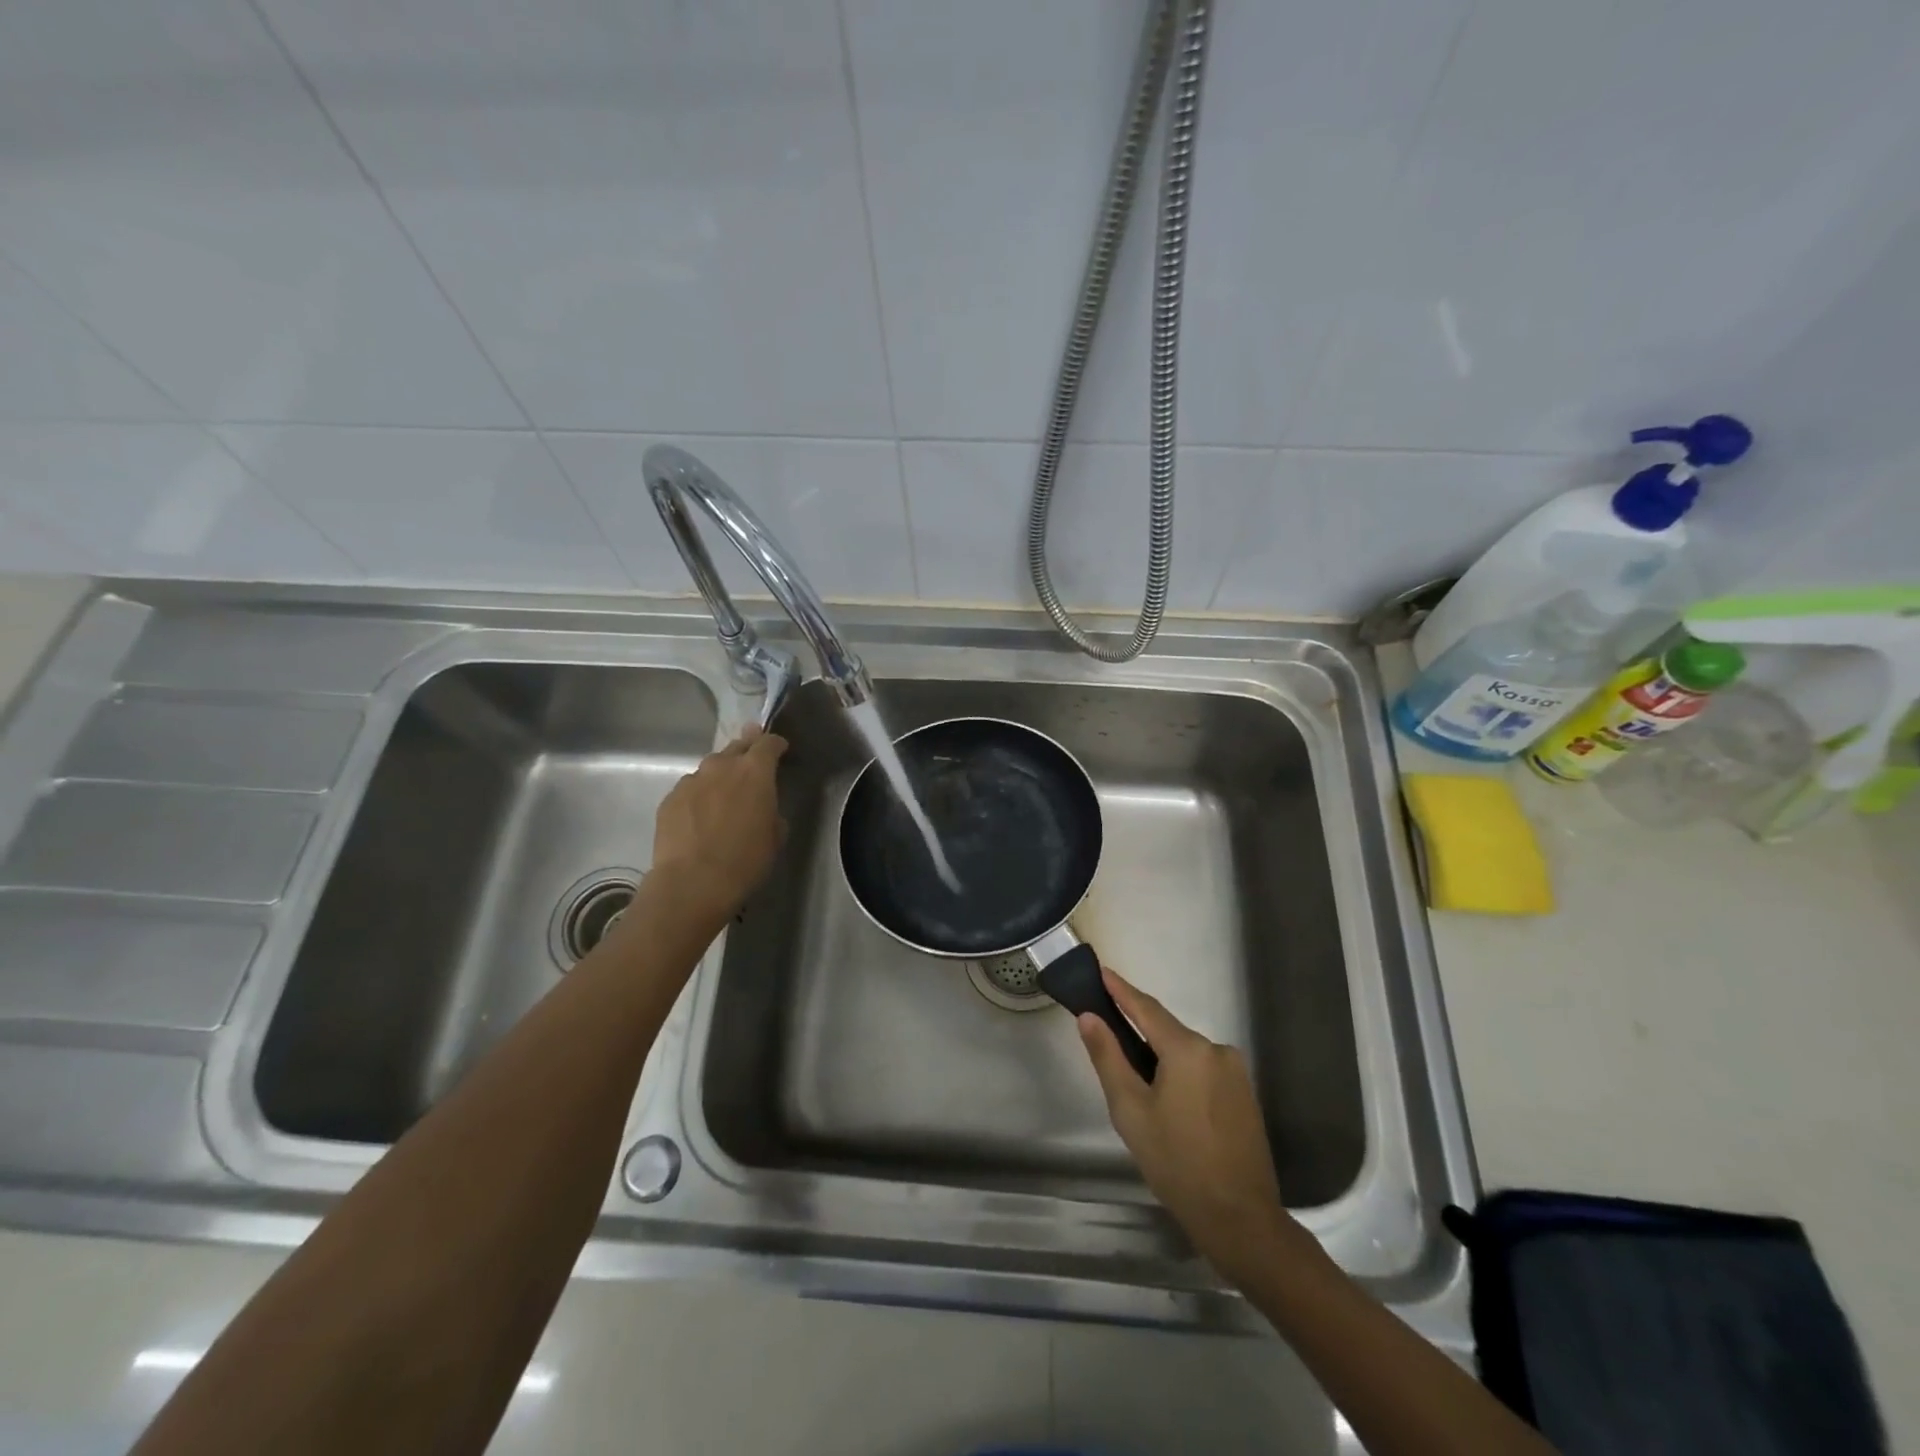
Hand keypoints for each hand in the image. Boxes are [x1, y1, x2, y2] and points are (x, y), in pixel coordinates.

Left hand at [651, 726, 787, 918]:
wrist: (692, 882)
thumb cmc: (745, 860)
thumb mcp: (775, 836)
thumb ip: (771, 811)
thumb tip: (763, 807)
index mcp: (755, 771)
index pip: (768, 743)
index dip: (776, 744)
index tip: (780, 750)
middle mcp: (721, 766)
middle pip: (737, 747)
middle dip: (747, 749)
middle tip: (751, 761)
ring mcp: (692, 780)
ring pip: (710, 768)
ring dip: (720, 775)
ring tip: (723, 795)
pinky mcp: (670, 798)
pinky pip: (690, 788)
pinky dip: (699, 795)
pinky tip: (699, 816)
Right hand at [1078, 967, 1298, 1278]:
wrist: (1241, 1220)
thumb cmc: (1177, 1163)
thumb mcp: (1130, 1111)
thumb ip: (1108, 1057)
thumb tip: (1089, 1017)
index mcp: (1188, 1049)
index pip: (1146, 1008)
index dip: (1121, 990)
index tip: (1101, 970)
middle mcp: (1216, 1049)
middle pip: (1167, 1031)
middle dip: (1138, 1030)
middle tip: (1107, 1034)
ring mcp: (1236, 1072)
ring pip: (1186, 1053)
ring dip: (1160, 1057)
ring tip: (1135, 1081)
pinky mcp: (1245, 1094)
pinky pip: (1203, 1070)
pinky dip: (1181, 1073)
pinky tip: (1168, 1099)